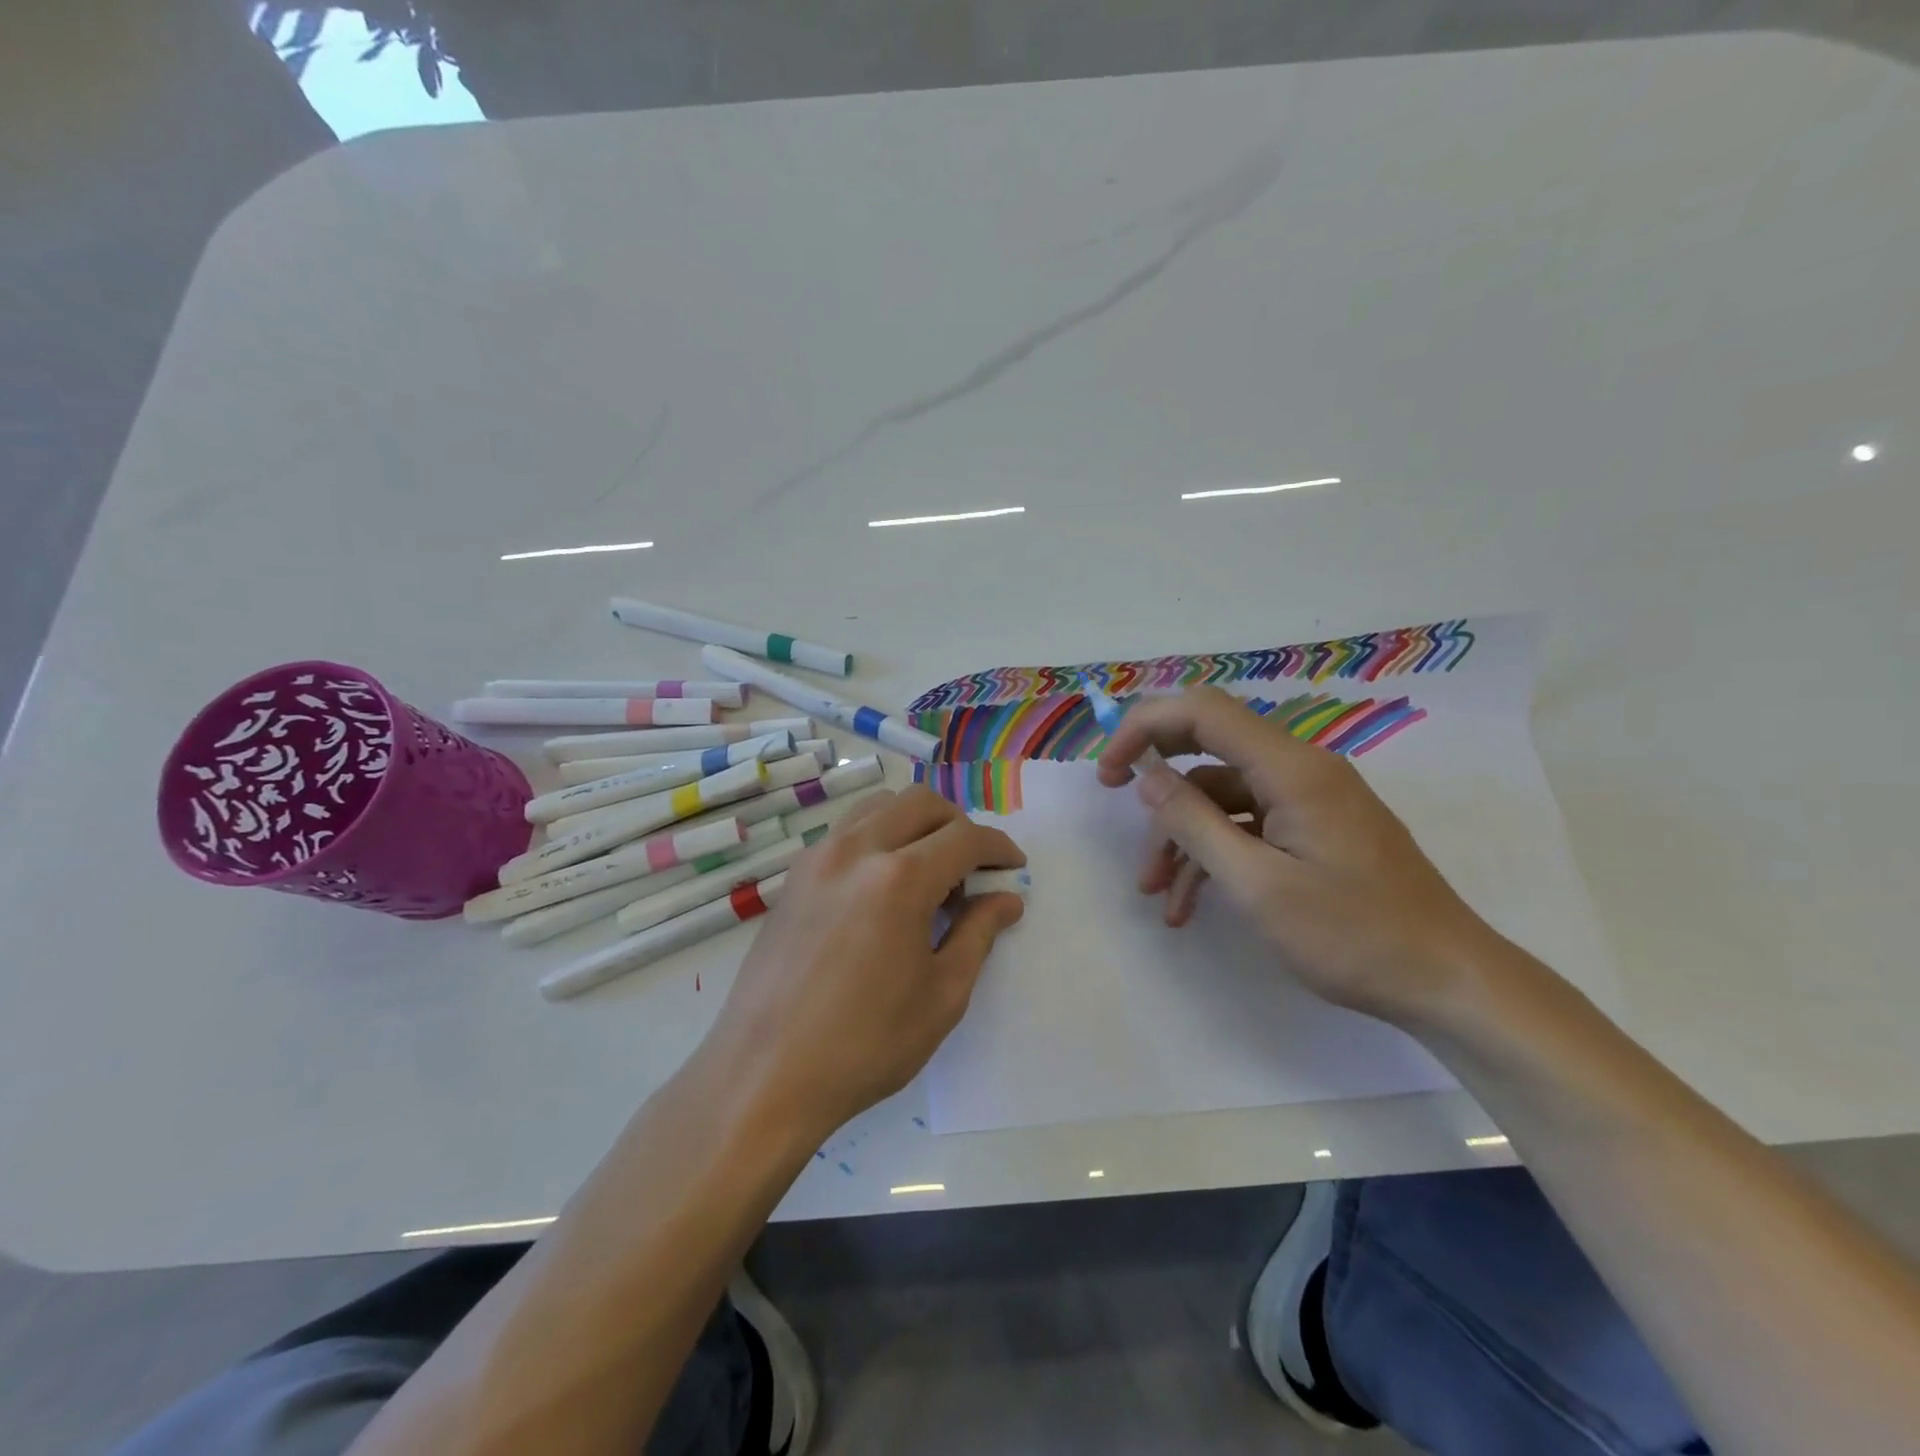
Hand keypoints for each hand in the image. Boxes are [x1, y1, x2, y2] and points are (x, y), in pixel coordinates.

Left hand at [699, 787, 1025, 1140]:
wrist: (765, 1074)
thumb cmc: (865, 1044)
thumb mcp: (942, 995)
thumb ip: (978, 934)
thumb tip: (1006, 899)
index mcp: (900, 879)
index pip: (965, 837)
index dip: (998, 848)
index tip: (1013, 867)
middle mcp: (856, 850)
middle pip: (921, 803)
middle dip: (958, 826)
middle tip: (972, 872)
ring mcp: (818, 858)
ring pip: (879, 807)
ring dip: (915, 825)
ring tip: (926, 876)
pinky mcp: (794, 876)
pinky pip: (847, 831)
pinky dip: (878, 838)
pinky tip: (882, 889)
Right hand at [1096, 685, 1496, 1024]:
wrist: (1448, 983)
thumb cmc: (1354, 935)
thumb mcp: (1258, 885)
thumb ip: (1195, 824)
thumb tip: (1147, 777)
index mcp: (1291, 769)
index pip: (1203, 711)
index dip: (1145, 727)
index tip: (1109, 772)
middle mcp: (1300, 770)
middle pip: (1210, 746)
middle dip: (1159, 781)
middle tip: (1117, 808)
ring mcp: (1309, 800)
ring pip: (1223, 797)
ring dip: (1183, 837)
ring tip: (1157, 894)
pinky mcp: (1315, 829)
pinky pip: (1248, 825)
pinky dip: (1215, 855)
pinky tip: (1191, 905)